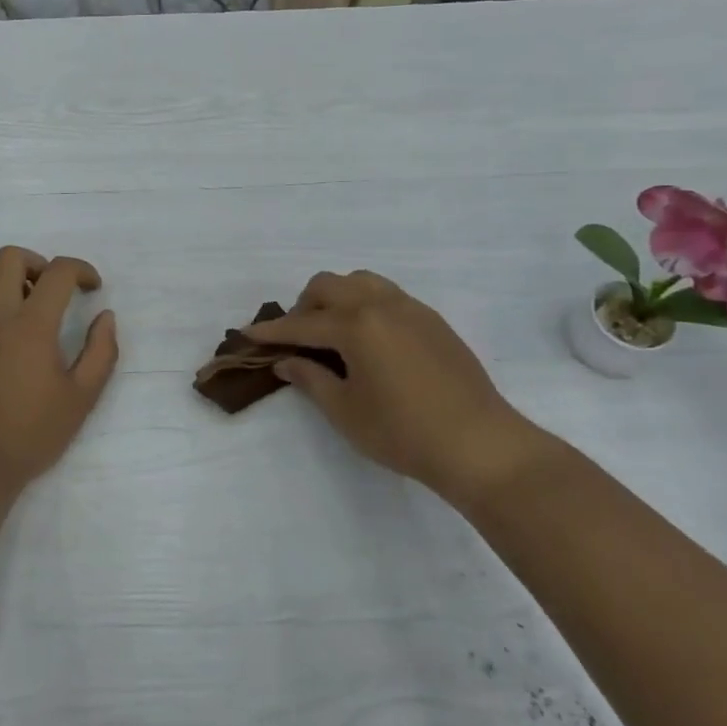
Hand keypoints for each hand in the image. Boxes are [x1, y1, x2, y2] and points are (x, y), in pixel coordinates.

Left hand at [0, 247, 118, 491]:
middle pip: (12, 256)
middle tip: (51, 292)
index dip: (82, 271)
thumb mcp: (82, 398)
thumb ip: (101, 351)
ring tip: (18, 304)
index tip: (92, 288)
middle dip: (39, 264)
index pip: (59, 271)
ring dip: (4, 276)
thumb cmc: (31, 433)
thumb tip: (105, 316)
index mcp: (32, 324)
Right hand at [247, 270, 547, 509]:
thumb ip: (311, 378)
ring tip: (333, 333)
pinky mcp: (432, 320)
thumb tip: (287, 361)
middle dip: (304, 306)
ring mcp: (411, 309)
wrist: (479, 443)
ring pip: (361, 282)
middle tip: (298, 339)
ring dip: (337, 298)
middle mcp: (381, 305)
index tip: (248, 334)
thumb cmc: (402, 432)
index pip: (302, 323)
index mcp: (356, 325)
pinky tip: (368, 341)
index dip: (271, 331)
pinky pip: (387, 296)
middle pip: (329, 285)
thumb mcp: (345, 411)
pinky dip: (365, 305)